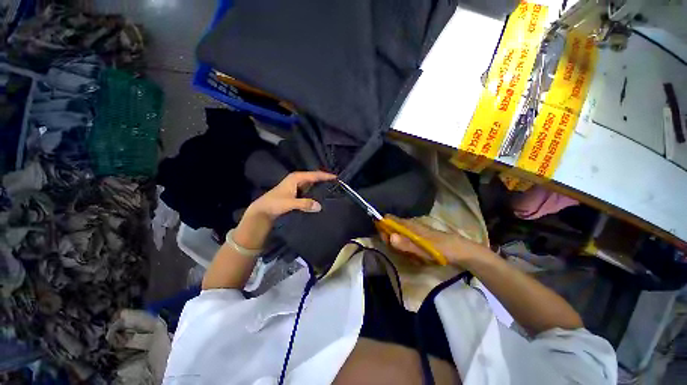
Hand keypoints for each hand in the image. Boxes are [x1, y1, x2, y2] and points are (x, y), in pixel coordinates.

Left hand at [233, 171, 336, 248]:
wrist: (263, 211)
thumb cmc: (274, 203)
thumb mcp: (289, 203)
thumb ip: (304, 203)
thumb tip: (320, 206)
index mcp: (296, 177)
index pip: (314, 175)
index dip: (326, 176)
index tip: (338, 178)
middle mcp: (298, 179)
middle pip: (315, 178)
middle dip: (325, 180)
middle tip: (338, 185)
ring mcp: (298, 186)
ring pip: (313, 185)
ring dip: (321, 187)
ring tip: (333, 191)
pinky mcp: (298, 193)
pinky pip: (310, 191)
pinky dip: (317, 193)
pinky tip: (323, 198)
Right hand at [381, 215, 480, 266]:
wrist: (460, 251)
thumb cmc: (441, 249)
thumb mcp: (423, 249)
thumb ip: (406, 244)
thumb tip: (390, 237)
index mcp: (408, 225)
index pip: (388, 219)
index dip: (383, 228)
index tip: (386, 241)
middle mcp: (408, 226)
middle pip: (391, 230)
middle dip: (392, 243)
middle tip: (401, 253)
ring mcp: (413, 232)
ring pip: (398, 238)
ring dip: (401, 249)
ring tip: (412, 258)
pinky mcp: (418, 238)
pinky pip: (406, 243)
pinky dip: (408, 251)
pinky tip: (417, 258)